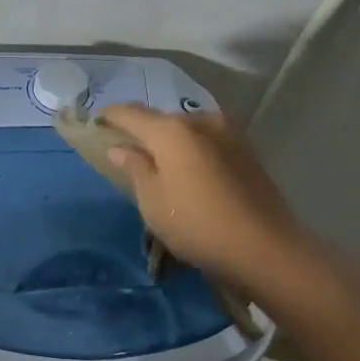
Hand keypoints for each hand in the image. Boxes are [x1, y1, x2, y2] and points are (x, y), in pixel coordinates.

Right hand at [96, 104, 317, 298]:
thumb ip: (135, 167)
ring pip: (188, 130)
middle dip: (142, 131)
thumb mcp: (153, 201)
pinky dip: (192, 151)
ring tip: (158, 163)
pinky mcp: (247, 151)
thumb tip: (120, 147)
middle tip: (126, 150)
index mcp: (172, 130)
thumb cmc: (197, 225)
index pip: (130, 113)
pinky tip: (188, 171)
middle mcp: (201, 121)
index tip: (95, 123)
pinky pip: (207, 142)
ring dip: (170, 142)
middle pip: (161, 120)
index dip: (109, 116)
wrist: (265, 247)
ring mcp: (229, 134)